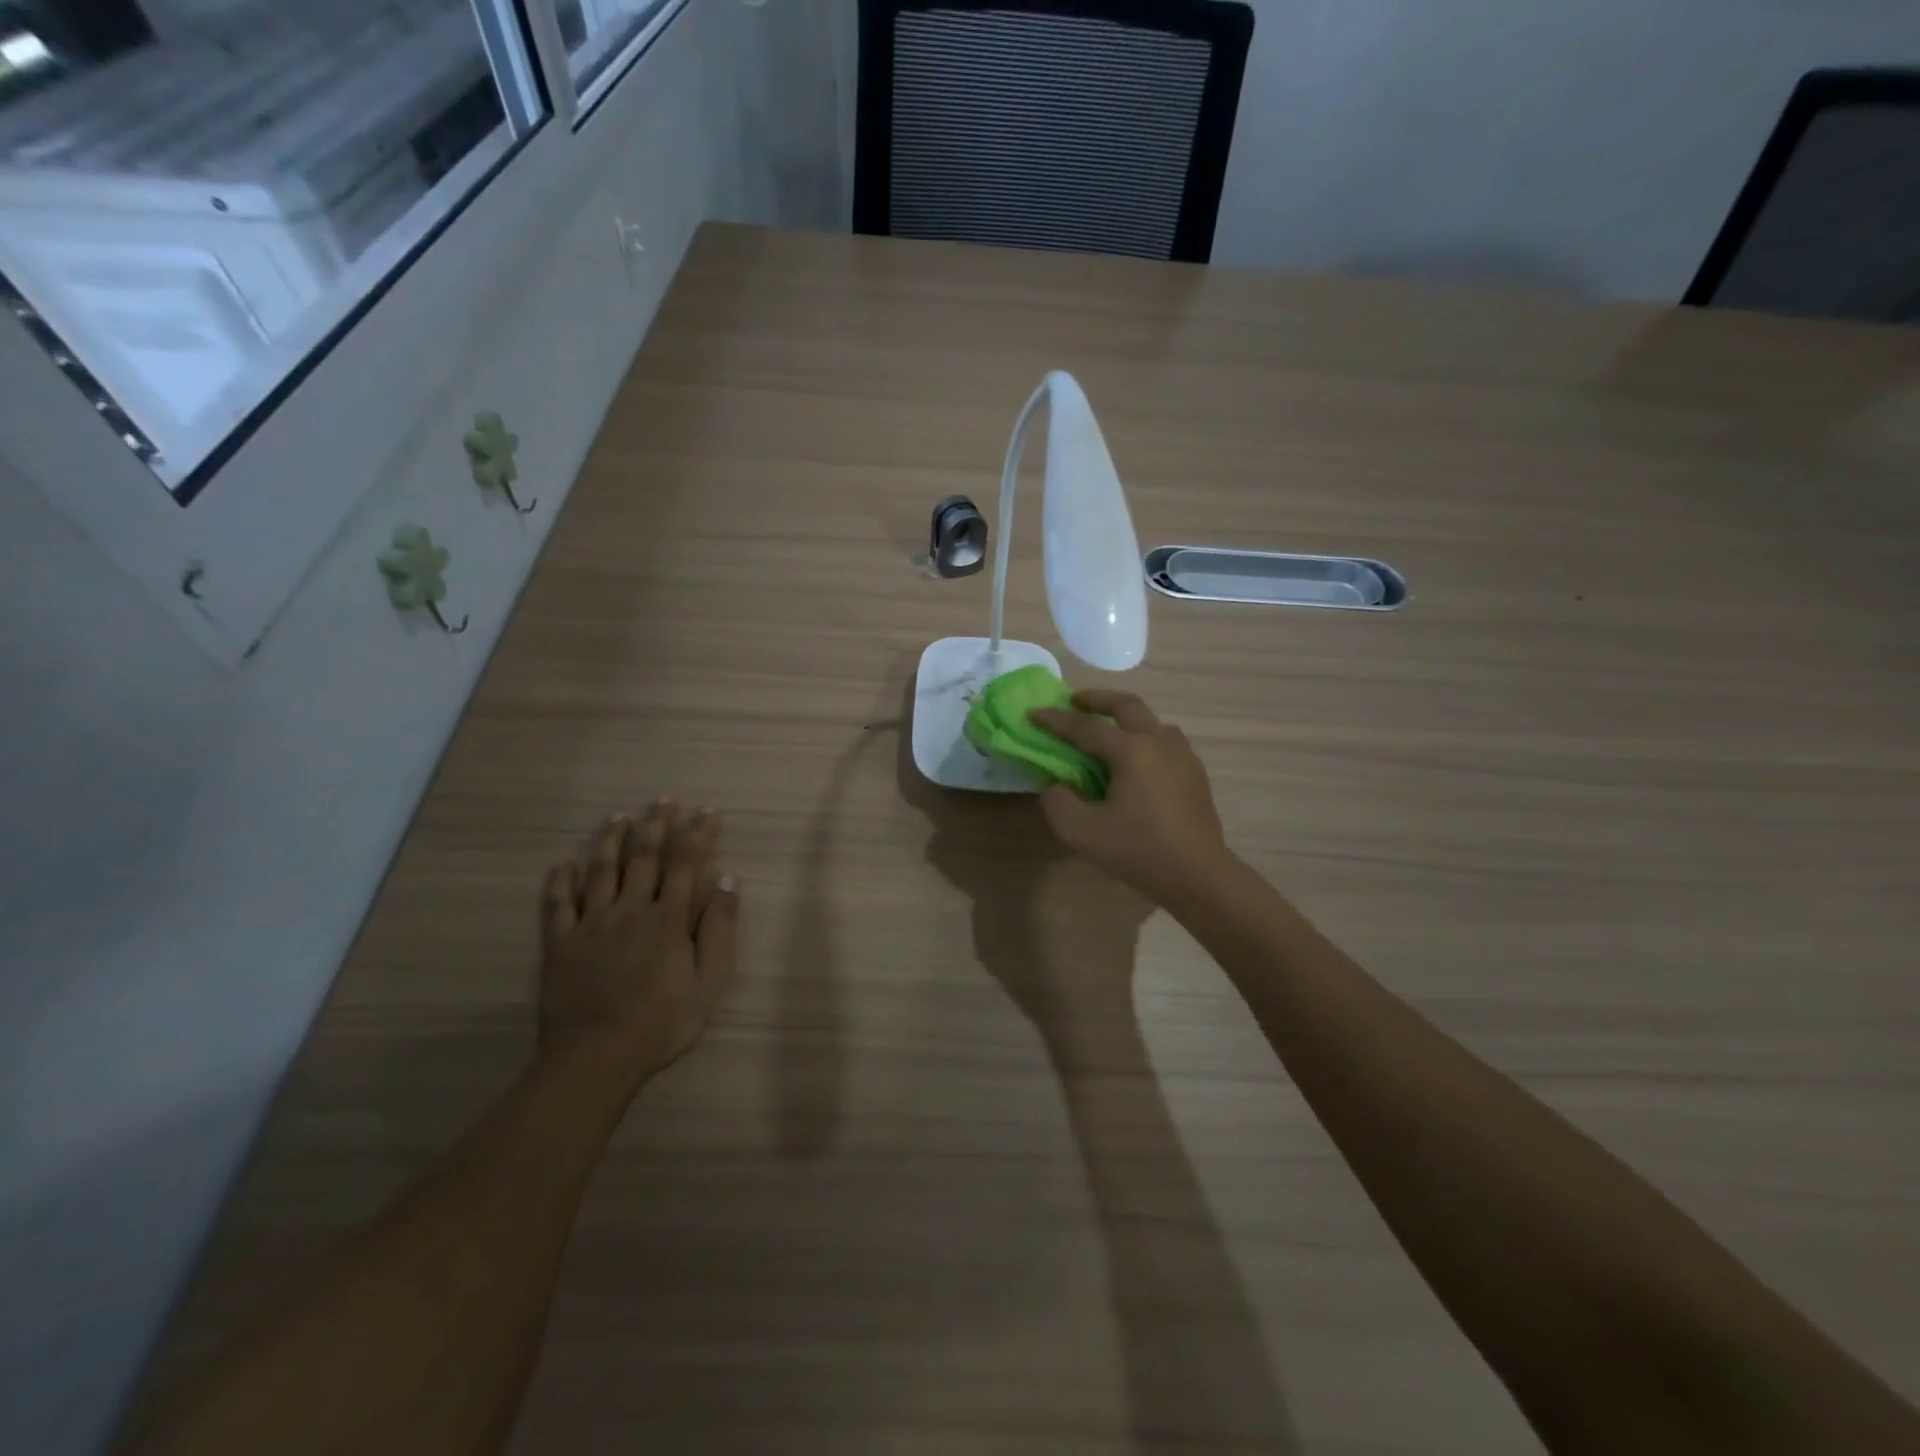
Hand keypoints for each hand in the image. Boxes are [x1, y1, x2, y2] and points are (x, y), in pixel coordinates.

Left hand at [538, 800, 740, 1092]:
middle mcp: (631, 909)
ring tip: (619, 817)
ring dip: (611, 841)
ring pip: (601, 871)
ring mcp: (592, 924)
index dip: (698, 834)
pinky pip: (558, 905)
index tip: (707, 811)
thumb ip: (720, 927)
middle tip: (664, 799)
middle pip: (644, 857)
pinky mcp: (561, 943)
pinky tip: (563, 864)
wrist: (596, 1056)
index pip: (687, 864)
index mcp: (669, 918)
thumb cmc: (663, 1021)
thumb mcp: (710, 980)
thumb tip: (730, 878)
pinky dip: (560, 881)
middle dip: (657, 825)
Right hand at [1030, 690, 1234, 905]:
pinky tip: (1136, 761)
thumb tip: (1056, 785)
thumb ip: (1058, 802)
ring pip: (1151, 721)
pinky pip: (1165, 742)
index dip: (1055, 720)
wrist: (1198, 875)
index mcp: (1131, 750)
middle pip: (1127, 705)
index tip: (1032, 713)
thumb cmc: (1138, 850)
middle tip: (1075, 701)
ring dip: (1126, 717)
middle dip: (1097, 699)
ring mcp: (1182, 755)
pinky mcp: (1195, 773)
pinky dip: (1143, 738)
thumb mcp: (1082, 831)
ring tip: (1108, 731)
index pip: (1085, 726)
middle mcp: (1159, 742)